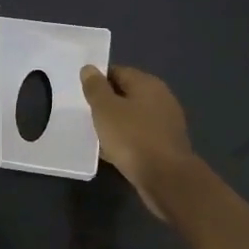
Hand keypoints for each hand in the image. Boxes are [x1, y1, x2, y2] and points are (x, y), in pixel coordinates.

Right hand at [80, 64, 198, 219]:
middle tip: (85, 114)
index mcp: (147, 83)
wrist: (166, 179)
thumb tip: (89, 69)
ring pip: (133, 117)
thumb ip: (95, 88)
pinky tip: (112, 152)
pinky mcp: (166, 145)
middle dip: (106, 103)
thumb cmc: (132, 138)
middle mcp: (161, 98)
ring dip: (115, 124)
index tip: (82, 94)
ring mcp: (166, 123)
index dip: (98, 80)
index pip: (118, 72)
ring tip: (95, 134)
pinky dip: (126, 141)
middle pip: (126, 94)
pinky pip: (140, 136)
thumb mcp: (105, 109)